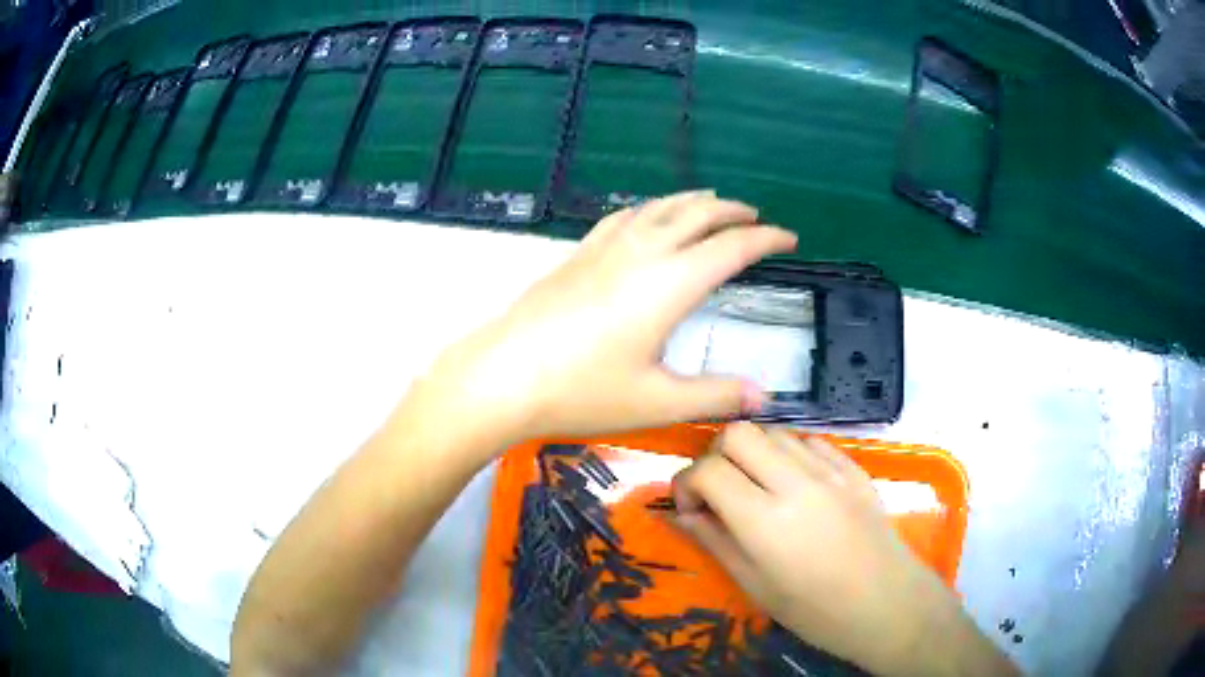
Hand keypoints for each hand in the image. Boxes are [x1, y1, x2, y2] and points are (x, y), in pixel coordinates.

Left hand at [411, 191, 796, 445]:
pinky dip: (649, 209)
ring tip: (711, 202)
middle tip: (755, 216)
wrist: (502, 377)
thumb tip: (764, 399)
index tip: (788, 237)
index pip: (731, 248)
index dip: (765, 238)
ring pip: (659, 208)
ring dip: (692, 201)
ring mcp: (604, 249)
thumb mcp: (657, 401)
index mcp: (670, 283)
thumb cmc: (582, 391)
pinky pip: (623, 217)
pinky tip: (646, 216)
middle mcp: (642, 253)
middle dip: (732, 211)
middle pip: (697, 215)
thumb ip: (715, 395)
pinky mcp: (577, 255)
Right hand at [673, 423, 1011, 675]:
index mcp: (765, 521)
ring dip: (752, 452)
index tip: (690, 508)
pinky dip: (788, 453)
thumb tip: (681, 513)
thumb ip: (715, 542)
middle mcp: (796, 483)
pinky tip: (792, 482)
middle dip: (715, 456)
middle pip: (737, 433)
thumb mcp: (756, 586)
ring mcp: (830, 470)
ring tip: (755, 486)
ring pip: (773, 431)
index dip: (686, 484)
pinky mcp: (853, 468)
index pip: (708, 470)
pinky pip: (809, 441)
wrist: (888, 604)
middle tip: (718, 490)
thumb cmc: (816, 610)